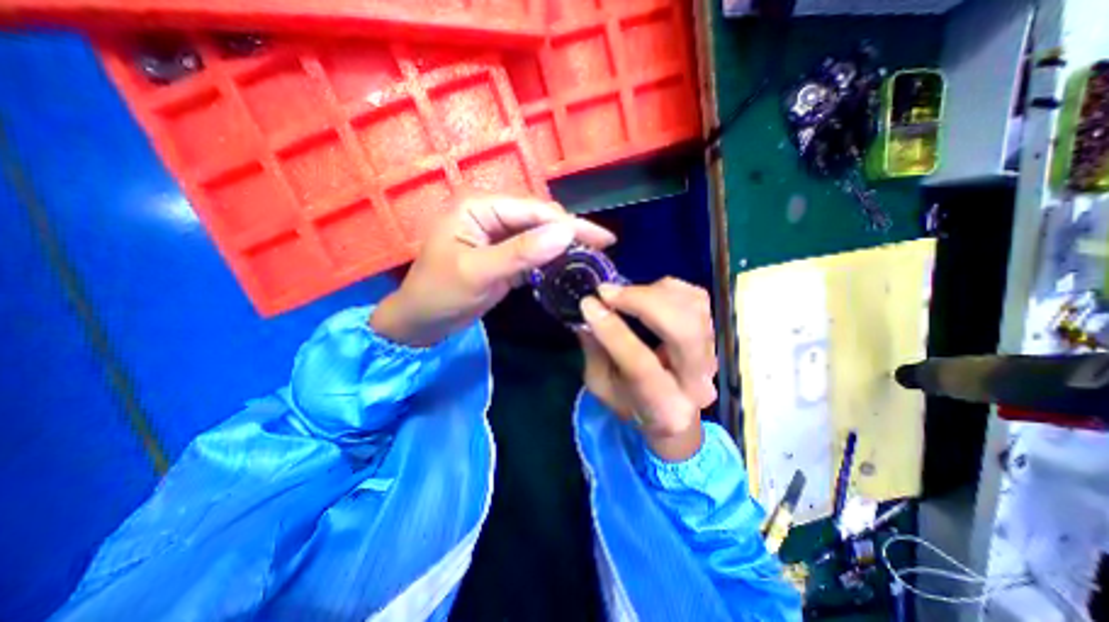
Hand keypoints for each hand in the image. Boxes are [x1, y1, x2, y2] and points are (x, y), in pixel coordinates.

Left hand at [371, 197, 613, 346]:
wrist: (423, 320)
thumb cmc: (440, 293)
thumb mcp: (479, 273)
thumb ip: (521, 252)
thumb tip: (566, 233)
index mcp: (479, 206)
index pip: (533, 210)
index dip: (570, 224)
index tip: (603, 239)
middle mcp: (490, 212)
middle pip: (540, 219)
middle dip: (571, 233)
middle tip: (603, 248)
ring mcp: (498, 233)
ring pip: (539, 234)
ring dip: (564, 246)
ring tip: (594, 255)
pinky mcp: (504, 252)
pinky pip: (533, 250)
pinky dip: (551, 259)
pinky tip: (569, 265)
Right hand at [576, 281, 724, 458]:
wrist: (672, 409)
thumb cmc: (630, 400)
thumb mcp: (601, 385)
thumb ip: (595, 352)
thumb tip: (590, 312)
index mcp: (664, 407)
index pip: (641, 366)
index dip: (613, 331)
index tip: (588, 305)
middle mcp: (698, 382)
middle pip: (683, 332)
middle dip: (641, 303)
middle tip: (606, 292)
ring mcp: (712, 354)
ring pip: (693, 308)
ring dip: (651, 293)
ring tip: (623, 295)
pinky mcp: (714, 331)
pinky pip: (695, 296)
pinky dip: (666, 289)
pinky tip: (645, 294)